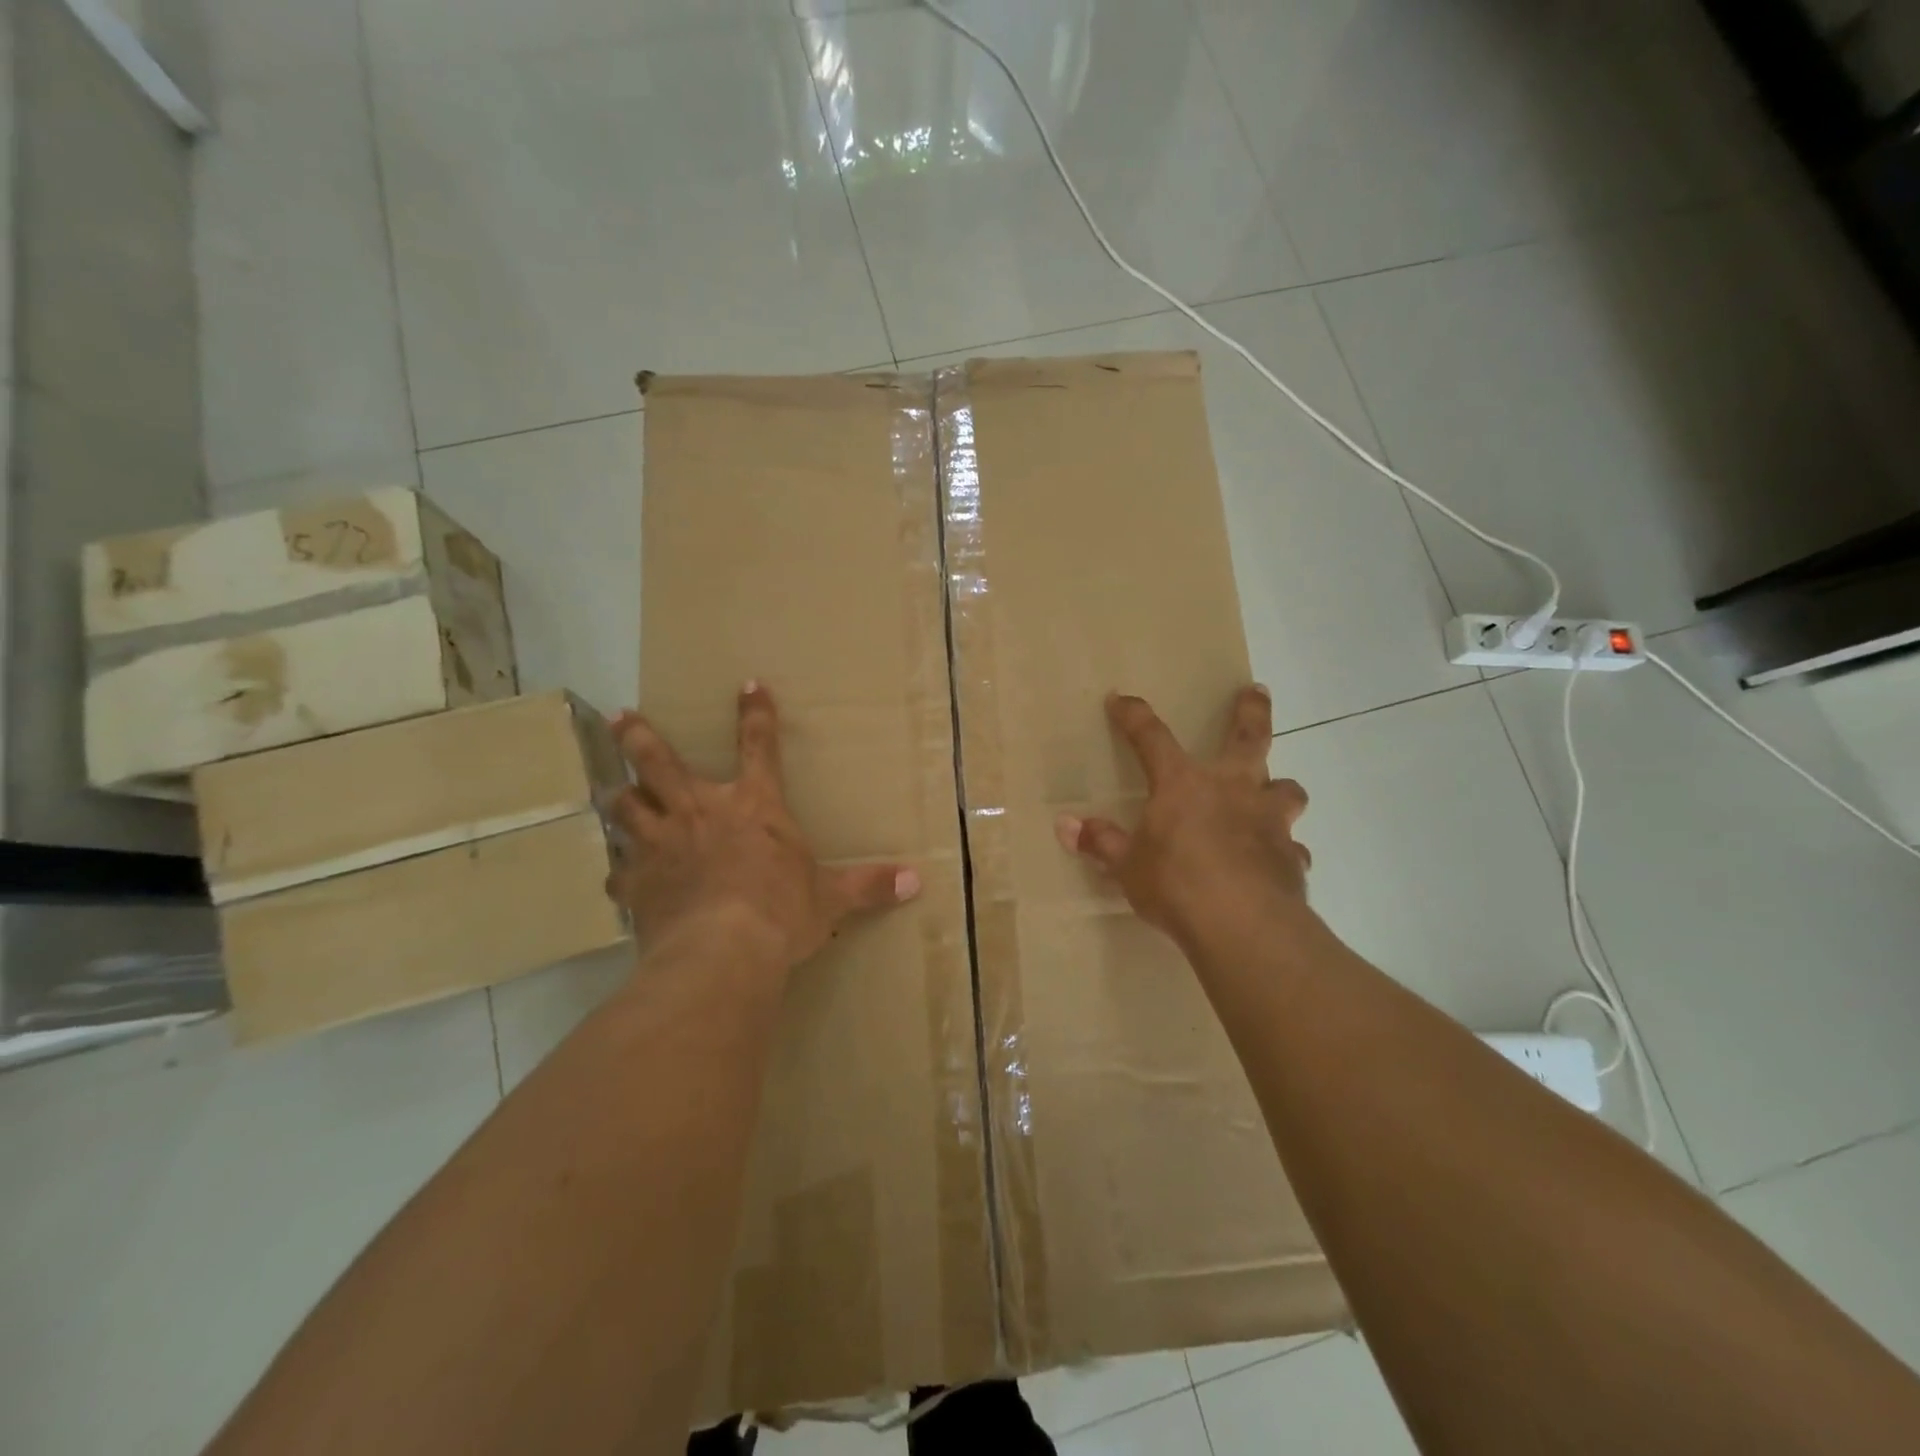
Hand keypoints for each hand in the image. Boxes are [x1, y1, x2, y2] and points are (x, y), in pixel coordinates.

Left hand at [606, 682, 920, 971]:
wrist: (721, 953)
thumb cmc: (781, 913)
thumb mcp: (831, 898)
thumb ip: (869, 885)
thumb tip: (916, 880)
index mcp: (753, 806)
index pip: (759, 746)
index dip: (755, 713)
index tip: (748, 684)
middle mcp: (700, 811)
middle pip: (659, 761)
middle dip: (640, 737)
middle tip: (623, 717)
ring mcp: (661, 844)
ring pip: (626, 806)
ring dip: (620, 796)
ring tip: (612, 789)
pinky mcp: (637, 883)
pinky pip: (619, 873)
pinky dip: (620, 874)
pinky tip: (619, 879)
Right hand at [1056, 685, 1311, 949]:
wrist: (1242, 925)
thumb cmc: (1176, 885)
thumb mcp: (1128, 866)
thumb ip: (1101, 842)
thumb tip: (1065, 825)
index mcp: (1184, 784)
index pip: (1152, 738)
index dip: (1133, 716)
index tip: (1119, 700)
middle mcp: (1232, 789)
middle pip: (1250, 738)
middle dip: (1252, 712)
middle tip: (1255, 691)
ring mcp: (1268, 821)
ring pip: (1286, 790)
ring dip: (1281, 788)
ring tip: (1275, 793)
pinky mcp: (1291, 857)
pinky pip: (1292, 848)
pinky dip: (1285, 851)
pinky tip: (1277, 863)